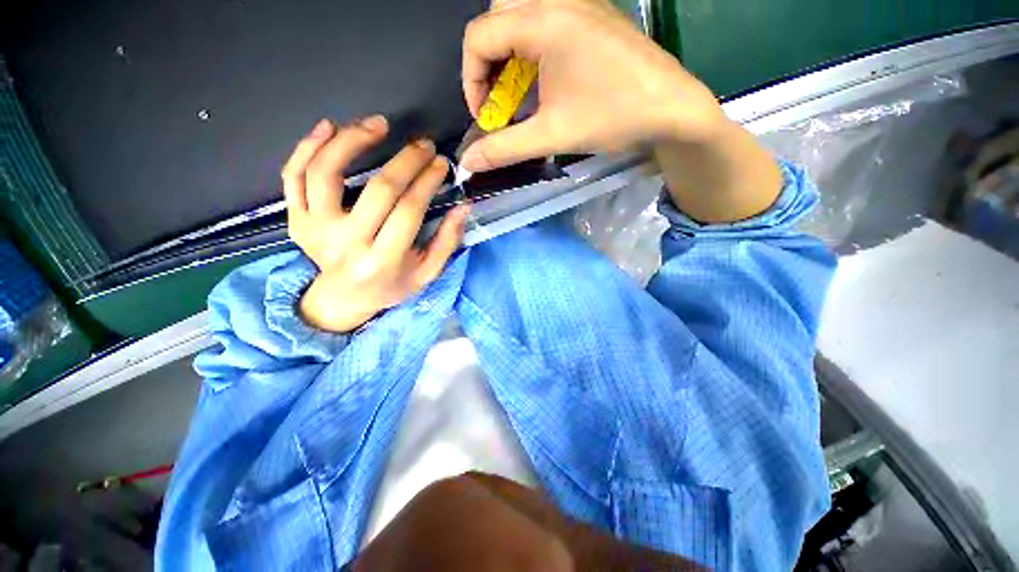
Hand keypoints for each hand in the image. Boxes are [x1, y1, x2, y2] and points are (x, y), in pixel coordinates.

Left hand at [282, 116, 469, 332]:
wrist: (343, 299)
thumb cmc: (391, 286)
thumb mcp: (426, 273)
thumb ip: (447, 242)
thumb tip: (463, 206)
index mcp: (383, 260)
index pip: (409, 209)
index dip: (428, 181)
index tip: (441, 163)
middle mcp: (346, 243)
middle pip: (378, 189)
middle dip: (407, 160)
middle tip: (424, 144)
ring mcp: (314, 229)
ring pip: (326, 172)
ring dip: (353, 140)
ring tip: (379, 124)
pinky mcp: (296, 219)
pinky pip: (293, 176)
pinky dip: (307, 147)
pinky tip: (329, 127)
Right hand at [460, 0, 723, 171]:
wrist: (672, 107)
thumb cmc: (612, 117)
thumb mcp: (552, 135)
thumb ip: (504, 149)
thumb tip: (469, 162)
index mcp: (543, 20)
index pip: (478, 37)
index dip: (471, 81)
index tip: (485, 117)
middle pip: (496, 19)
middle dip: (487, 64)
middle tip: (498, 100)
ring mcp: (578, 3)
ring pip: (520, 16)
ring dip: (508, 56)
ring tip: (518, 94)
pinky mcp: (592, 15)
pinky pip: (545, 21)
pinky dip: (531, 50)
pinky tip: (544, 81)